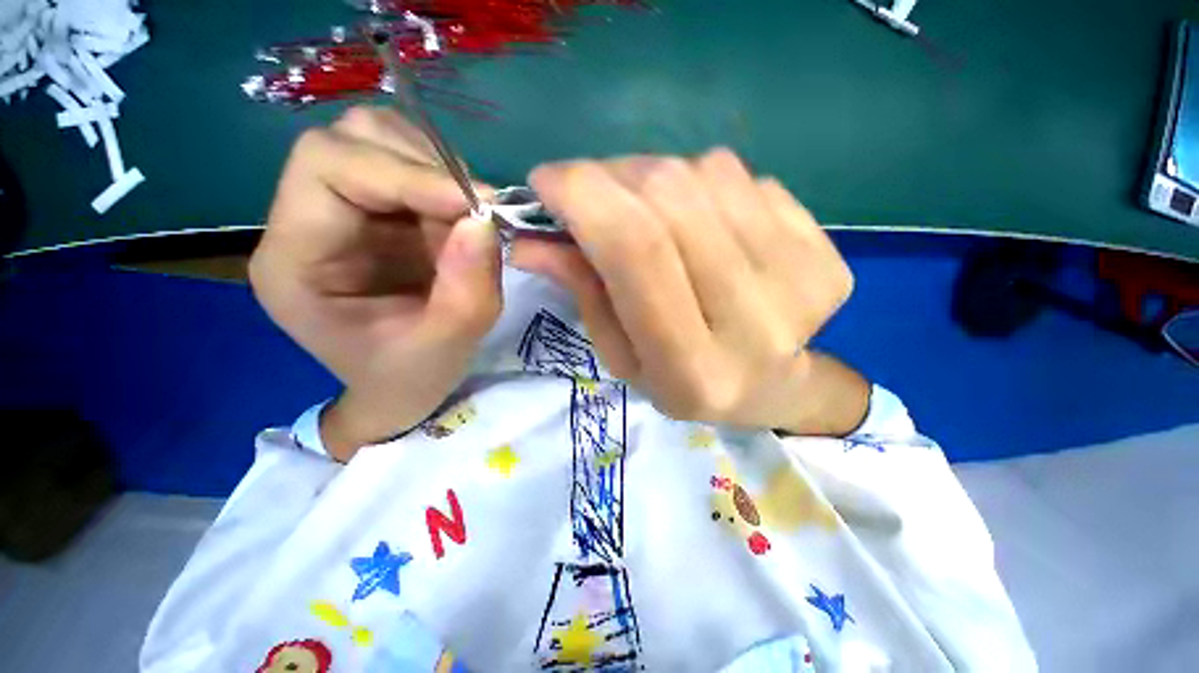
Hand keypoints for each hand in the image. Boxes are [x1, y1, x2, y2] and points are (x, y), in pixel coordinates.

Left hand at [249, 107, 501, 459]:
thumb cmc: (410, 377)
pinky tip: (460, 222)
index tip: (475, 204)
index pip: (328, 167)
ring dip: (437, 171)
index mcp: (294, 261)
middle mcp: (304, 222)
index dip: (406, 172)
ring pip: (381, 140)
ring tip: (466, 220)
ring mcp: (340, 212)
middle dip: (424, 165)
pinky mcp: (374, 213)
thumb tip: (485, 220)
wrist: (399, 388)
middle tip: (475, 210)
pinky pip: (410, 166)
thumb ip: (468, 289)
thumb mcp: (448, 345)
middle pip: (350, 138)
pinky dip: (446, 184)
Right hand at [511, 150, 868, 435]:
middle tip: (592, 191)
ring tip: (649, 212)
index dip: (584, 195)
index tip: (546, 180)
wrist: (773, 386)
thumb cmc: (682, 381)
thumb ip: (583, 292)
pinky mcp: (827, 251)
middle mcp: (754, 322)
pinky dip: (705, 184)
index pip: (636, 251)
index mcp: (692, 367)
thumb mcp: (622, 354)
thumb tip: (530, 239)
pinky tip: (703, 222)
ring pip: (708, 173)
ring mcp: (801, 280)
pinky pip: (747, 177)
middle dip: (612, 177)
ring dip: (657, 178)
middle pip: (670, 199)